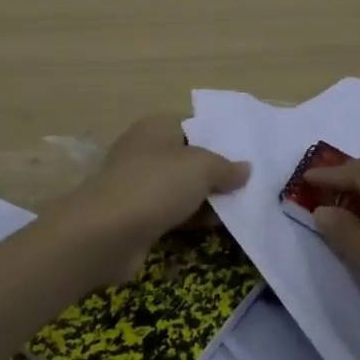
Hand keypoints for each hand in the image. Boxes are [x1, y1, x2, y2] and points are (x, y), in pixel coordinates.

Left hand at [54, 115, 250, 281]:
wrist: (105, 234)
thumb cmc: (155, 186)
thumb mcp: (201, 168)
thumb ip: (226, 167)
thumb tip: (245, 169)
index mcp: (156, 128)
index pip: (194, 125)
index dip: (221, 138)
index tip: (250, 154)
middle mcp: (145, 151)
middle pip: (190, 159)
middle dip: (218, 173)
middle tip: (253, 186)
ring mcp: (139, 186)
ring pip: (182, 189)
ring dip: (208, 200)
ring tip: (244, 209)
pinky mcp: (137, 217)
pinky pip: (173, 213)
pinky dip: (193, 219)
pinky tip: (218, 228)